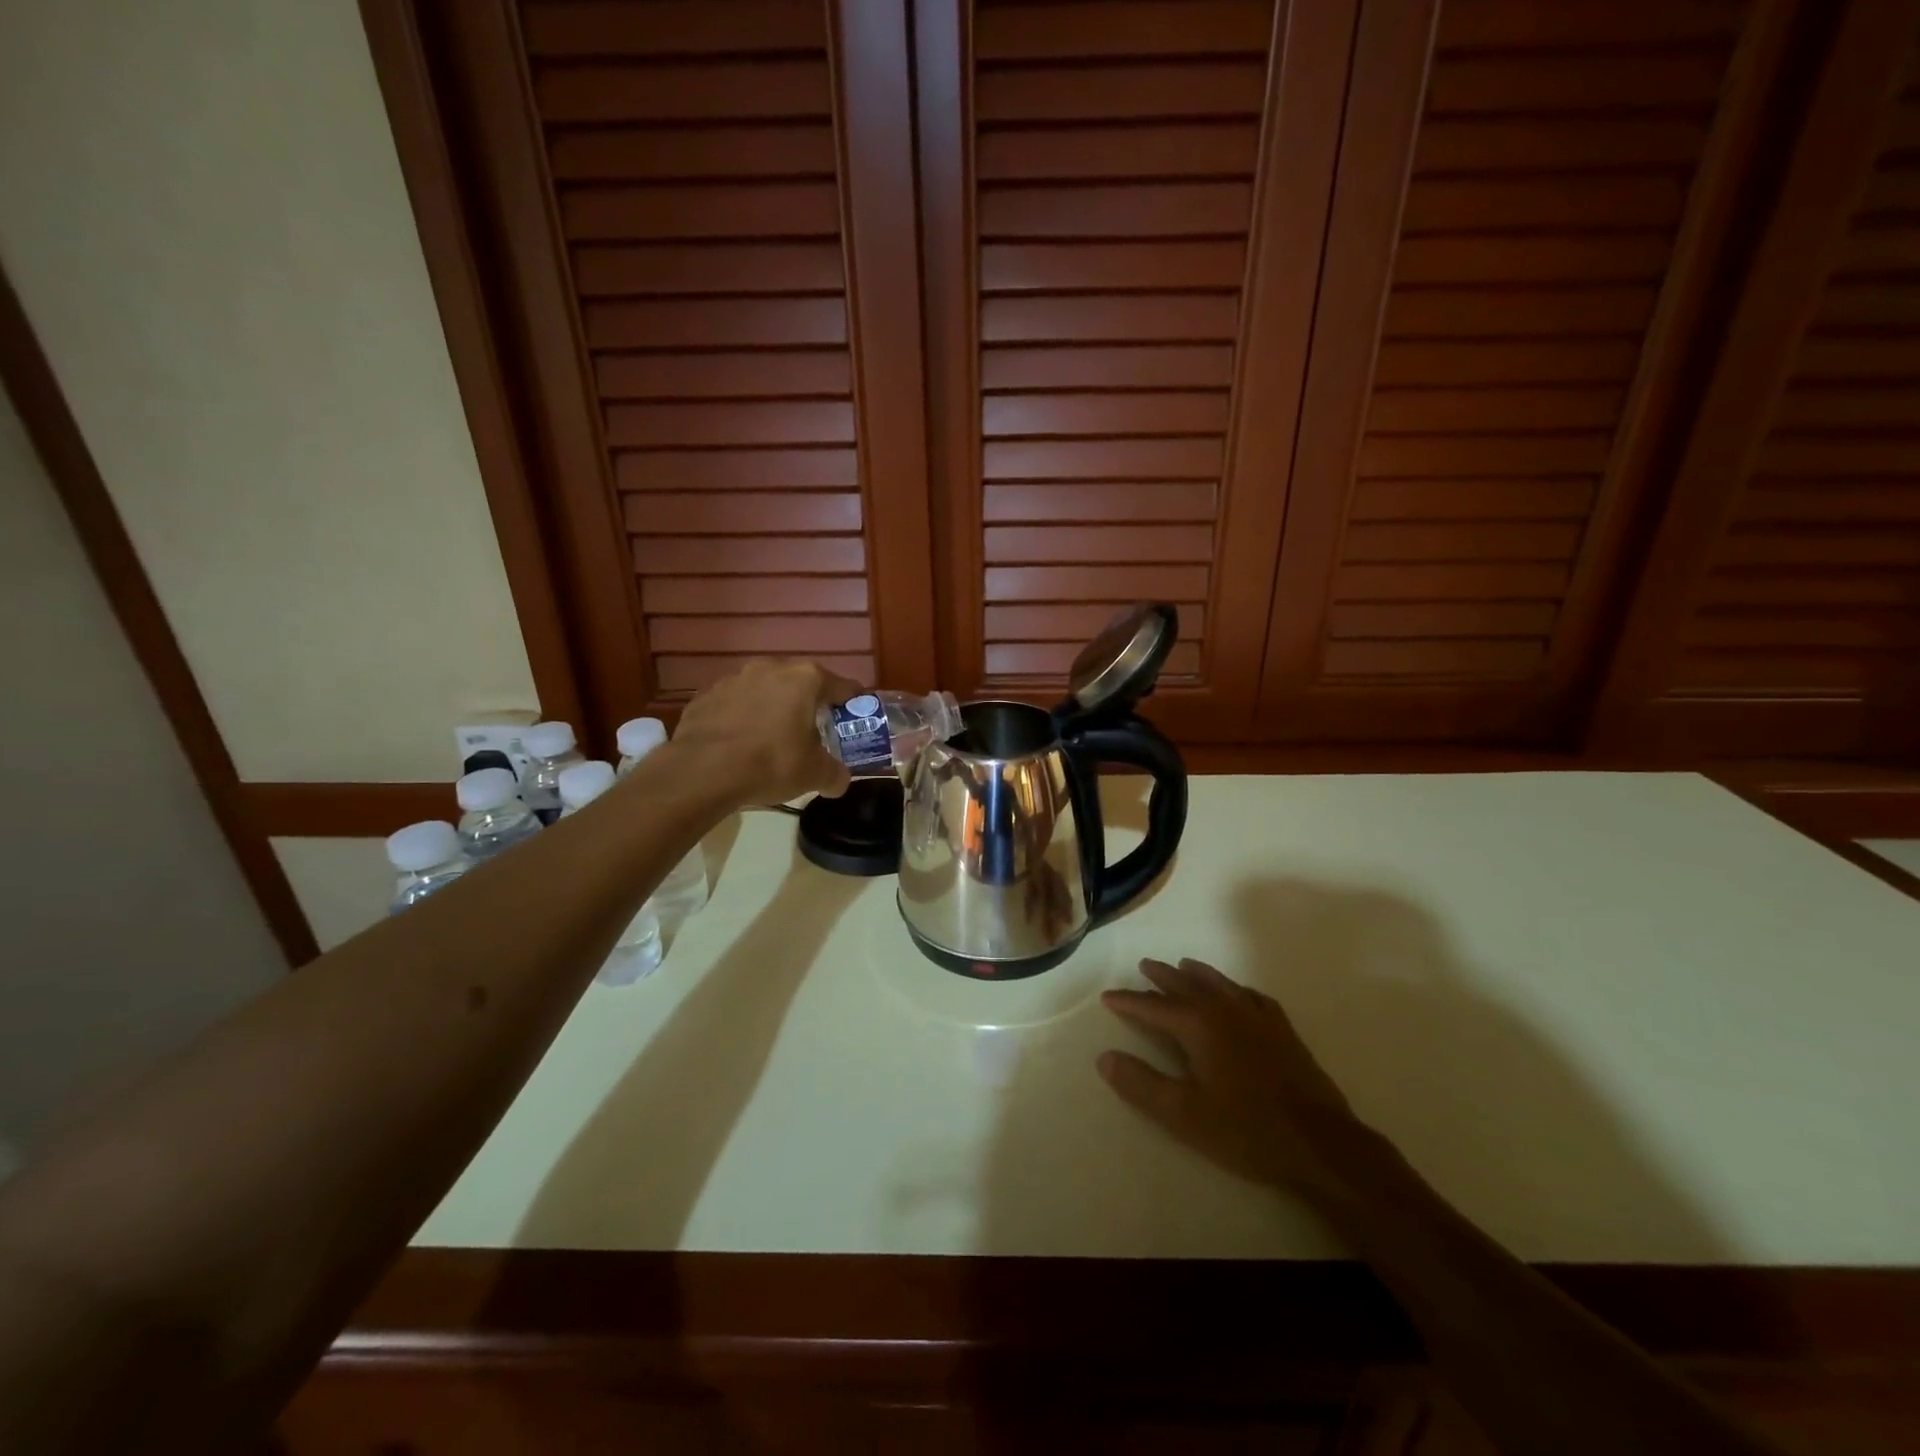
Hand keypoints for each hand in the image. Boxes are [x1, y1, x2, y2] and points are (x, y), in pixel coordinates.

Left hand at [672, 659, 857, 806]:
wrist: (702, 771)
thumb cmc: (770, 763)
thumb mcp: (814, 775)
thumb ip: (835, 774)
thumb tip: (839, 780)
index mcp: (805, 679)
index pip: (842, 686)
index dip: (852, 704)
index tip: (855, 719)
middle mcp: (771, 668)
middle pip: (801, 683)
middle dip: (809, 704)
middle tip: (813, 731)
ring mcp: (734, 679)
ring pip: (764, 690)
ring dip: (772, 708)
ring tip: (772, 738)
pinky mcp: (705, 695)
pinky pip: (734, 704)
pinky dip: (741, 718)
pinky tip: (739, 743)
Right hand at [1099, 958, 1366, 1196]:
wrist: (1321, 1143)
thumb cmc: (1246, 1130)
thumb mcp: (1184, 1114)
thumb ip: (1141, 1084)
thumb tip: (1104, 1057)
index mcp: (1198, 1025)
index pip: (1153, 1007)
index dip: (1128, 1002)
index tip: (1107, 997)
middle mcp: (1225, 1009)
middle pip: (1186, 985)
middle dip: (1161, 976)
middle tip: (1144, 966)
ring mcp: (1257, 1016)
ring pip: (1219, 984)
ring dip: (1196, 974)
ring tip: (1183, 966)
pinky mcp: (1282, 1030)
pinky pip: (1251, 996)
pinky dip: (1234, 988)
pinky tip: (1236, 993)